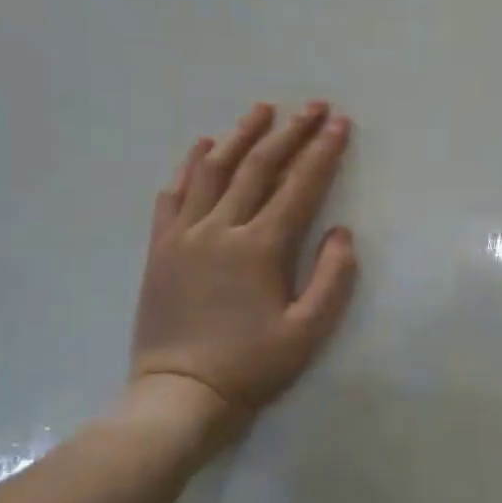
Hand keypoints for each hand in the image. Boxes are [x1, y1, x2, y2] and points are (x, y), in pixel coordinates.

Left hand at [126, 101, 357, 440]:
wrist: (179, 397)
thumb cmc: (251, 367)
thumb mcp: (308, 332)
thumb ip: (332, 278)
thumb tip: (341, 232)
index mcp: (261, 248)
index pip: (300, 186)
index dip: (323, 151)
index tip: (340, 122)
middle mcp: (222, 229)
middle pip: (259, 167)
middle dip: (290, 132)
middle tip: (313, 106)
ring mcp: (185, 235)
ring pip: (213, 170)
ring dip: (240, 135)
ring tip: (261, 110)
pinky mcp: (160, 248)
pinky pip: (173, 195)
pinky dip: (189, 165)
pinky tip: (201, 146)